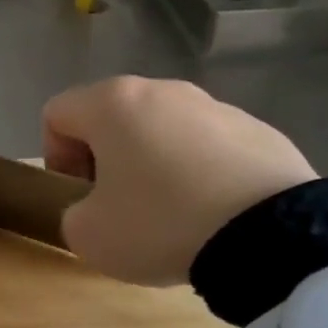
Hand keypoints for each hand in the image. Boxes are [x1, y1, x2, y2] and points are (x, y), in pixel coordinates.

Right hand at [43, 76, 316, 285]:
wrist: (273, 236)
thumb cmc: (159, 223)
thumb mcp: (87, 235)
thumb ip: (73, 213)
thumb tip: (95, 208)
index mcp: (113, 104)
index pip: (57, 114)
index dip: (54, 157)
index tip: (78, 195)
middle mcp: (162, 91)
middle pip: (112, 118)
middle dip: (105, 158)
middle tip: (117, 205)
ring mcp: (216, 107)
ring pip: (162, 131)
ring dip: (153, 164)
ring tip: (172, 214)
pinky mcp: (260, 130)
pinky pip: (208, 147)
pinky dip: (200, 173)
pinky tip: (214, 213)